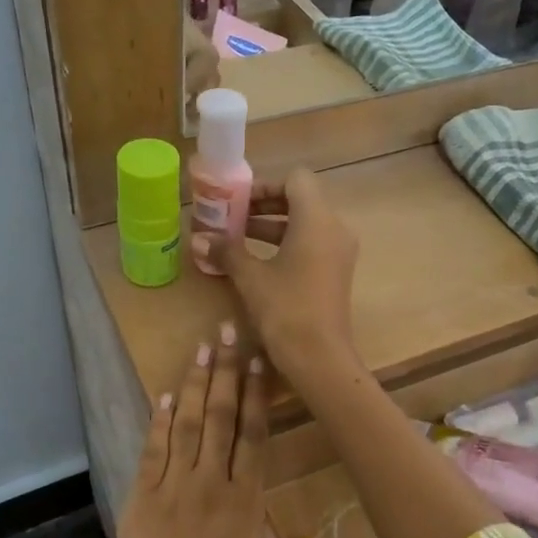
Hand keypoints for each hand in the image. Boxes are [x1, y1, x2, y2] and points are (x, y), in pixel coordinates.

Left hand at [104, 323, 277, 537]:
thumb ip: (262, 533)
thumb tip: (256, 505)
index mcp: (246, 504)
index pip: (253, 435)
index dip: (257, 394)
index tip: (259, 360)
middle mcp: (210, 485)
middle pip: (220, 417)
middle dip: (226, 371)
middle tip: (228, 332)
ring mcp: (172, 490)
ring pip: (187, 425)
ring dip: (194, 384)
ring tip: (202, 349)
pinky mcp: (142, 501)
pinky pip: (152, 452)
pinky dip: (159, 422)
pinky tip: (165, 396)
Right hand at [191, 167, 359, 383]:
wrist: (320, 357)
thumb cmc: (286, 309)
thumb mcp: (250, 278)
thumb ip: (226, 251)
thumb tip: (198, 238)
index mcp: (317, 220)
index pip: (296, 180)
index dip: (265, 185)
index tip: (238, 202)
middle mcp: (334, 228)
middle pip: (301, 200)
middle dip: (264, 207)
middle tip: (232, 218)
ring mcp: (339, 252)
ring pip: (305, 224)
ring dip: (272, 227)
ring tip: (236, 240)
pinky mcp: (336, 273)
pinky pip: (311, 245)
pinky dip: (286, 245)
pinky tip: (257, 263)